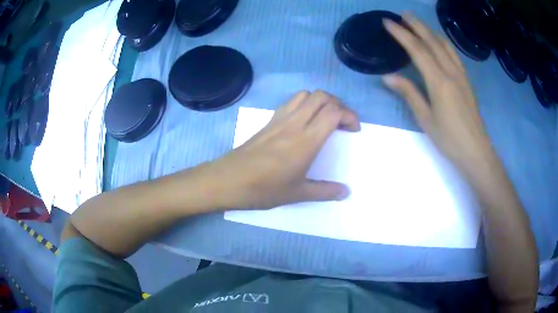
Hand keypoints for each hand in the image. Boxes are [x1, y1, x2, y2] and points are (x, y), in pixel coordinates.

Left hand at [199, 91, 359, 209]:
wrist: (228, 180)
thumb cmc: (263, 189)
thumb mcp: (297, 194)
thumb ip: (324, 191)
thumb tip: (345, 192)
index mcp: (306, 140)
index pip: (333, 112)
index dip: (349, 115)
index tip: (354, 130)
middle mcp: (294, 123)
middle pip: (321, 96)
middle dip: (338, 104)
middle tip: (342, 122)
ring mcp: (280, 119)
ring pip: (305, 95)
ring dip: (321, 101)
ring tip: (325, 118)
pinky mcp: (269, 121)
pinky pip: (291, 102)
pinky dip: (305, 104)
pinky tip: (304, 122)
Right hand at [383, 14, 495, 173]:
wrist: (476, 151)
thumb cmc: (449, 139)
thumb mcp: (425, 119)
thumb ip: (409, 93)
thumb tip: (388, 76)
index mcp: (439, 81)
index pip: (417, 50)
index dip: (401, 34)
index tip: (388, 22)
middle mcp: (451, 72)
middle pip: (432, 41)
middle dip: (416, 25)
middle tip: (402, 14)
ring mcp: (461, 75)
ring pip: (445, 45)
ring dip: (430, 31)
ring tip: (419, 23)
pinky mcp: (467, 81)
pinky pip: (454, 54)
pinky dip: (443, 42)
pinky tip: (439, 41)